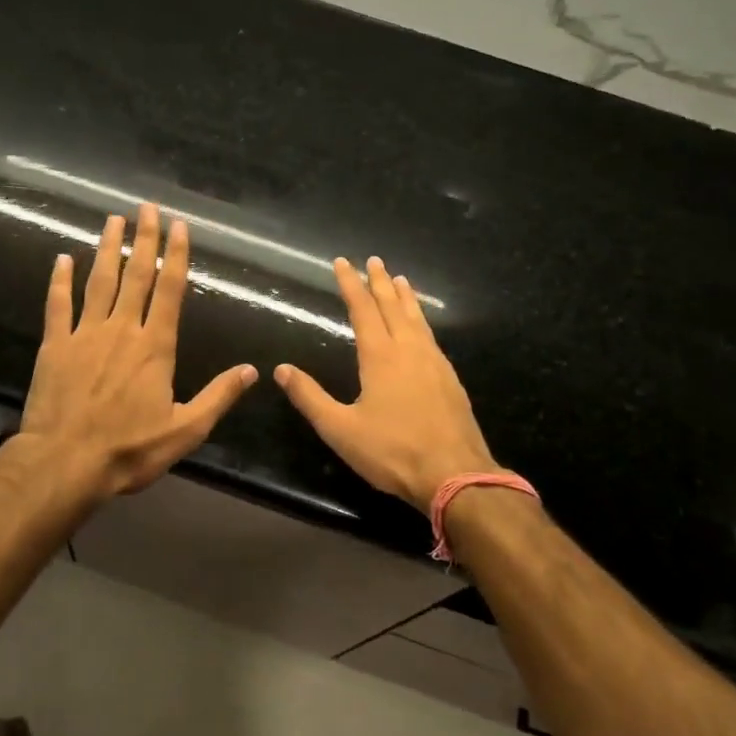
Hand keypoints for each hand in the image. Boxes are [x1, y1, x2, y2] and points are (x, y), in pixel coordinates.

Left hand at [18, 204, 257, 501]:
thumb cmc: (129, 450)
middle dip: (143, 239)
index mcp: (155, 346)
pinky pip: (58, 305)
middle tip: (146, 207)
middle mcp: (121, 329)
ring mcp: (84, 334)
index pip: (169, 290)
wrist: (65, 462)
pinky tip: (62, 259)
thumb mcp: (185, 430)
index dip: (176, 255)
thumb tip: (252, 371)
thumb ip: (218, 396)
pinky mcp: (55, 345)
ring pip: (98, 282)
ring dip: (106, 249)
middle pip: (135, 275)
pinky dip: (60, 280)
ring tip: (113, 220)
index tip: (179, 226)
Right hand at [276, 256, 497, 512]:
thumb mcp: (340, 429)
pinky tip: (422, 327)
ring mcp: (434, 363)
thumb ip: (310, 397)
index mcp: (380, 357)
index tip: (342, 262)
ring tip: (400, 279)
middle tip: (373, 260)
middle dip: (379, 282)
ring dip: (405, 297)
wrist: (454, 474)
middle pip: (393, 306)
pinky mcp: (450, 379)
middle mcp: (409, 350)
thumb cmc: (392, 451)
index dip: (350, 285)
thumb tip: (281, 369)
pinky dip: (421, 320)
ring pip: (417, 319)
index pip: (362, 310)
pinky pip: (431, 336)